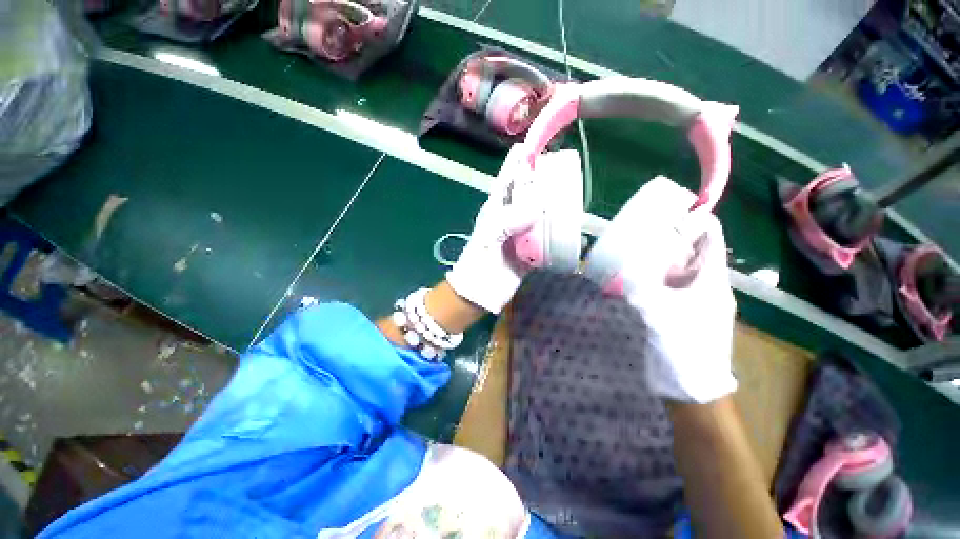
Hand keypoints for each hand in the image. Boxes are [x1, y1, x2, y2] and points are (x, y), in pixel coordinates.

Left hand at [446, 145, 576, 313]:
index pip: (508, 178)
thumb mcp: (489, 237)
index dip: (519, 162)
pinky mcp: (531, 250)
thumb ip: (509, 220)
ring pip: (539, 213)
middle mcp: (510, 217)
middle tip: (562, 169)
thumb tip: (537, 207)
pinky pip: (546, 237)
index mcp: (497, 208)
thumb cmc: (478, 261)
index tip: (535, 145)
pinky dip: (557, 231)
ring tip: (571, 192)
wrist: (480, 292)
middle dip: (542, 180)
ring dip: (553, 204)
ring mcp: (521, 233)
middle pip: (528, 193)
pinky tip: (571, 225)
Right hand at [611, 178, 736, 402]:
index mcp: (711, 282)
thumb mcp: (662, 317)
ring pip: (678, 266)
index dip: (699, 221)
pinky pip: (666, 282)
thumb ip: (642, 291)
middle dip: (675, 234)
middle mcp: (704, 285)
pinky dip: (653, 272)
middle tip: (648, 222)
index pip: (711, 241)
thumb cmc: (685, 350)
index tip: (675, 207)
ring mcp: (690, 298)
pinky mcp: (676, 308)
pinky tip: (635, 270)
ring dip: (662, 253)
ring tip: (639, 240)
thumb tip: (623, 270)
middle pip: (693, 251)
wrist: (689, 386)